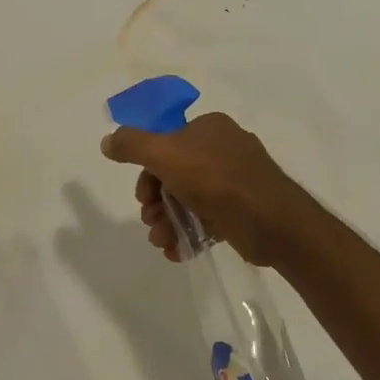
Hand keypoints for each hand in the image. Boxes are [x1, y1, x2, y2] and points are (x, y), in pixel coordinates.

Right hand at [101, 113, 315, 265]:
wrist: (272, 221)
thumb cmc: (216, 179)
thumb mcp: (164, 154)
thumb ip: (132, 145)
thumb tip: (107, 141)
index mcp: (209, 128)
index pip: (165, 143)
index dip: (147, 171)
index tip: (143, 197)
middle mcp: (223, 149)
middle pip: (173, 174)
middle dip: (156, 202)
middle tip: (151, 221)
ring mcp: (235, 181)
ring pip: (188, 199)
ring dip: (168, 222)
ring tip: (163, 242)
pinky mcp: (242, 210)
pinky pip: (207, 219)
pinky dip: (189, 233)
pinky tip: (178, 251)